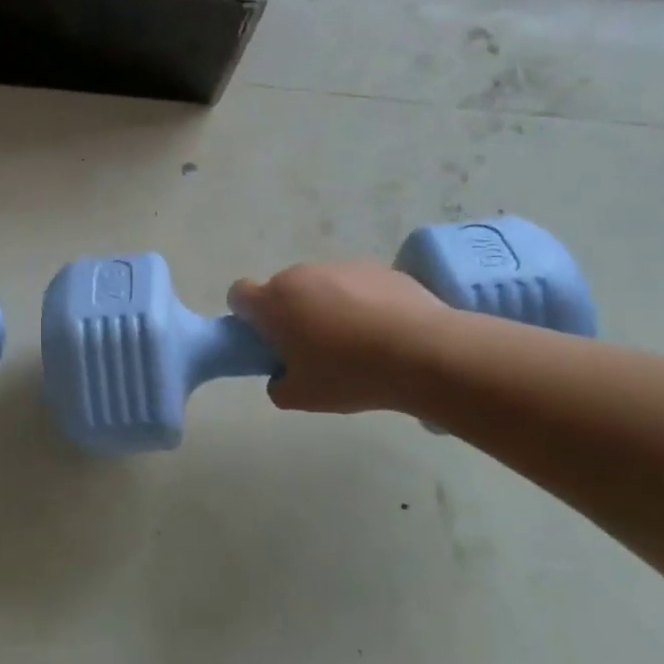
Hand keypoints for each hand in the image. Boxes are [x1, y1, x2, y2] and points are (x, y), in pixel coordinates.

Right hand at [227, 261, 451, 413]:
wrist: (425, 352)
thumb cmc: (349, 374)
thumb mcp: (299, 397)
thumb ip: (277, 384)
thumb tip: (282, 374)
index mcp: (274, 301)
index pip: (239, 294)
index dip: (246, 316)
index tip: (266, 340)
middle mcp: (302, 275)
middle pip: (282, 290)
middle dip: (289, 314)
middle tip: (312, 349)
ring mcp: (342, 266)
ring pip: (320, 286)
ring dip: (325, 307)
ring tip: (355, 343)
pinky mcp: (379, 268)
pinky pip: (355, 285)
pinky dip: (360, 303)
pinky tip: (383, 331)